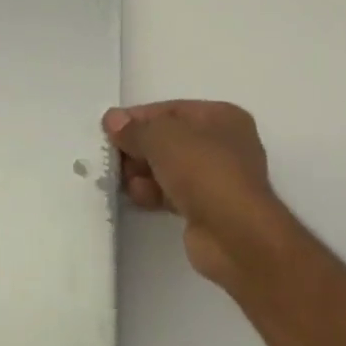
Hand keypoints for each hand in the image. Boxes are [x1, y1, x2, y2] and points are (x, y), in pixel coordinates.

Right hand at [104, 101, 282, 289]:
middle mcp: (223, 144)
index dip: (138, 118)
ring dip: (143, 172)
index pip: (170, 110)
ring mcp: (217, 179)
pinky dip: (154, 193)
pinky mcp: (208, 209)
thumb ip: (134, 128)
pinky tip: (137, 197)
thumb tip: (112, 121)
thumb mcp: (161, 138)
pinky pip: (172, 192)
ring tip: (123, 180)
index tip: (109, 129)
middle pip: (168, 139)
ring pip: (168, 167)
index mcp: (222, 117)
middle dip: (138, 148)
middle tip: (113, 157)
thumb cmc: (203, 171)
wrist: (236, 236)